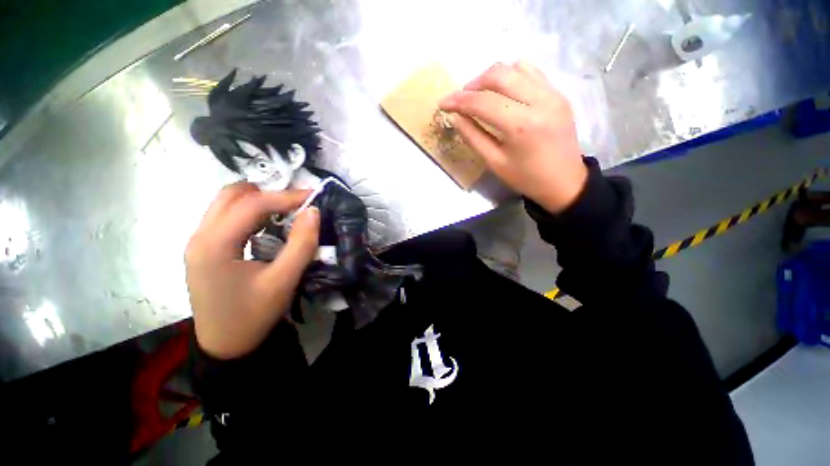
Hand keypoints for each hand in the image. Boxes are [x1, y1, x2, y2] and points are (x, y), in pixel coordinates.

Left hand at [185, 182, 319, 359]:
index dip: (286, 196)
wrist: (226, 346)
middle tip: (296, 205)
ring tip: (285, 213)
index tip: (313, 195)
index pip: (252, 204)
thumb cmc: (254, 315)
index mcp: (215, 244)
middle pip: (232, 195)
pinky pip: (226, 217)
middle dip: (268, 194)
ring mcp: (198, 242)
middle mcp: (200, 236)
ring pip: (226, 203)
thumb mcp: (284, 281)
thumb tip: (313, 211)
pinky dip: (250, 214)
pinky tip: (267, 227)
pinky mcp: (203, 249)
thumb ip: (302, 244)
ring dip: (258, 202)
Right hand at [440, 61, 587, 212]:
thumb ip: (473, 137)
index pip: (483, 102)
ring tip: (481, 96)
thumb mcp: (494, 162)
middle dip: (474, 84)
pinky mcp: (559, 93)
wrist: (564, 181)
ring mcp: (552, 93)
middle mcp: (539, 100)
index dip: (458, 101)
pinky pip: (531, 72)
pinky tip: (504, 92)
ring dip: (492, 78)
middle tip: (462, 100)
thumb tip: (455, 117)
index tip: (443, 103)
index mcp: (521, 125)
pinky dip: (512, 76)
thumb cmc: (526, 178)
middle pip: (499, 74)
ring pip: (515, 67)